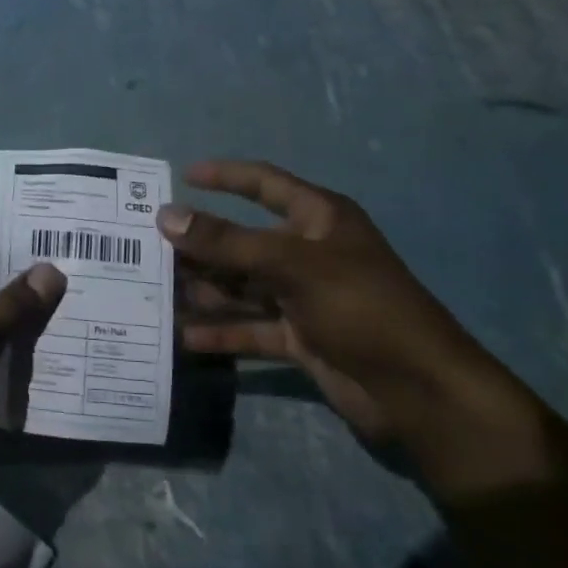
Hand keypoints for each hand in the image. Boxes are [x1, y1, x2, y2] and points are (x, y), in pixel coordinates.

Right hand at [163, 160, 516, 453]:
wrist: (419, 391)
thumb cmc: (361, 307)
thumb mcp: (292, 265)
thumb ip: (226, 243)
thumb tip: (166, 216)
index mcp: (318, 220)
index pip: (264, 185)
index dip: (225, 176)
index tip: (182, 176)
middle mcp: (308, 253)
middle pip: (243, 242)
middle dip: (200, 246)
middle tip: (149, 249)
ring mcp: (303, 298)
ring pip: (242, 287)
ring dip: (204, 290)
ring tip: (156, 293)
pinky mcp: (300, 338)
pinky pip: (251, 327)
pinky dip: (222, 331)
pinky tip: (184, 336)